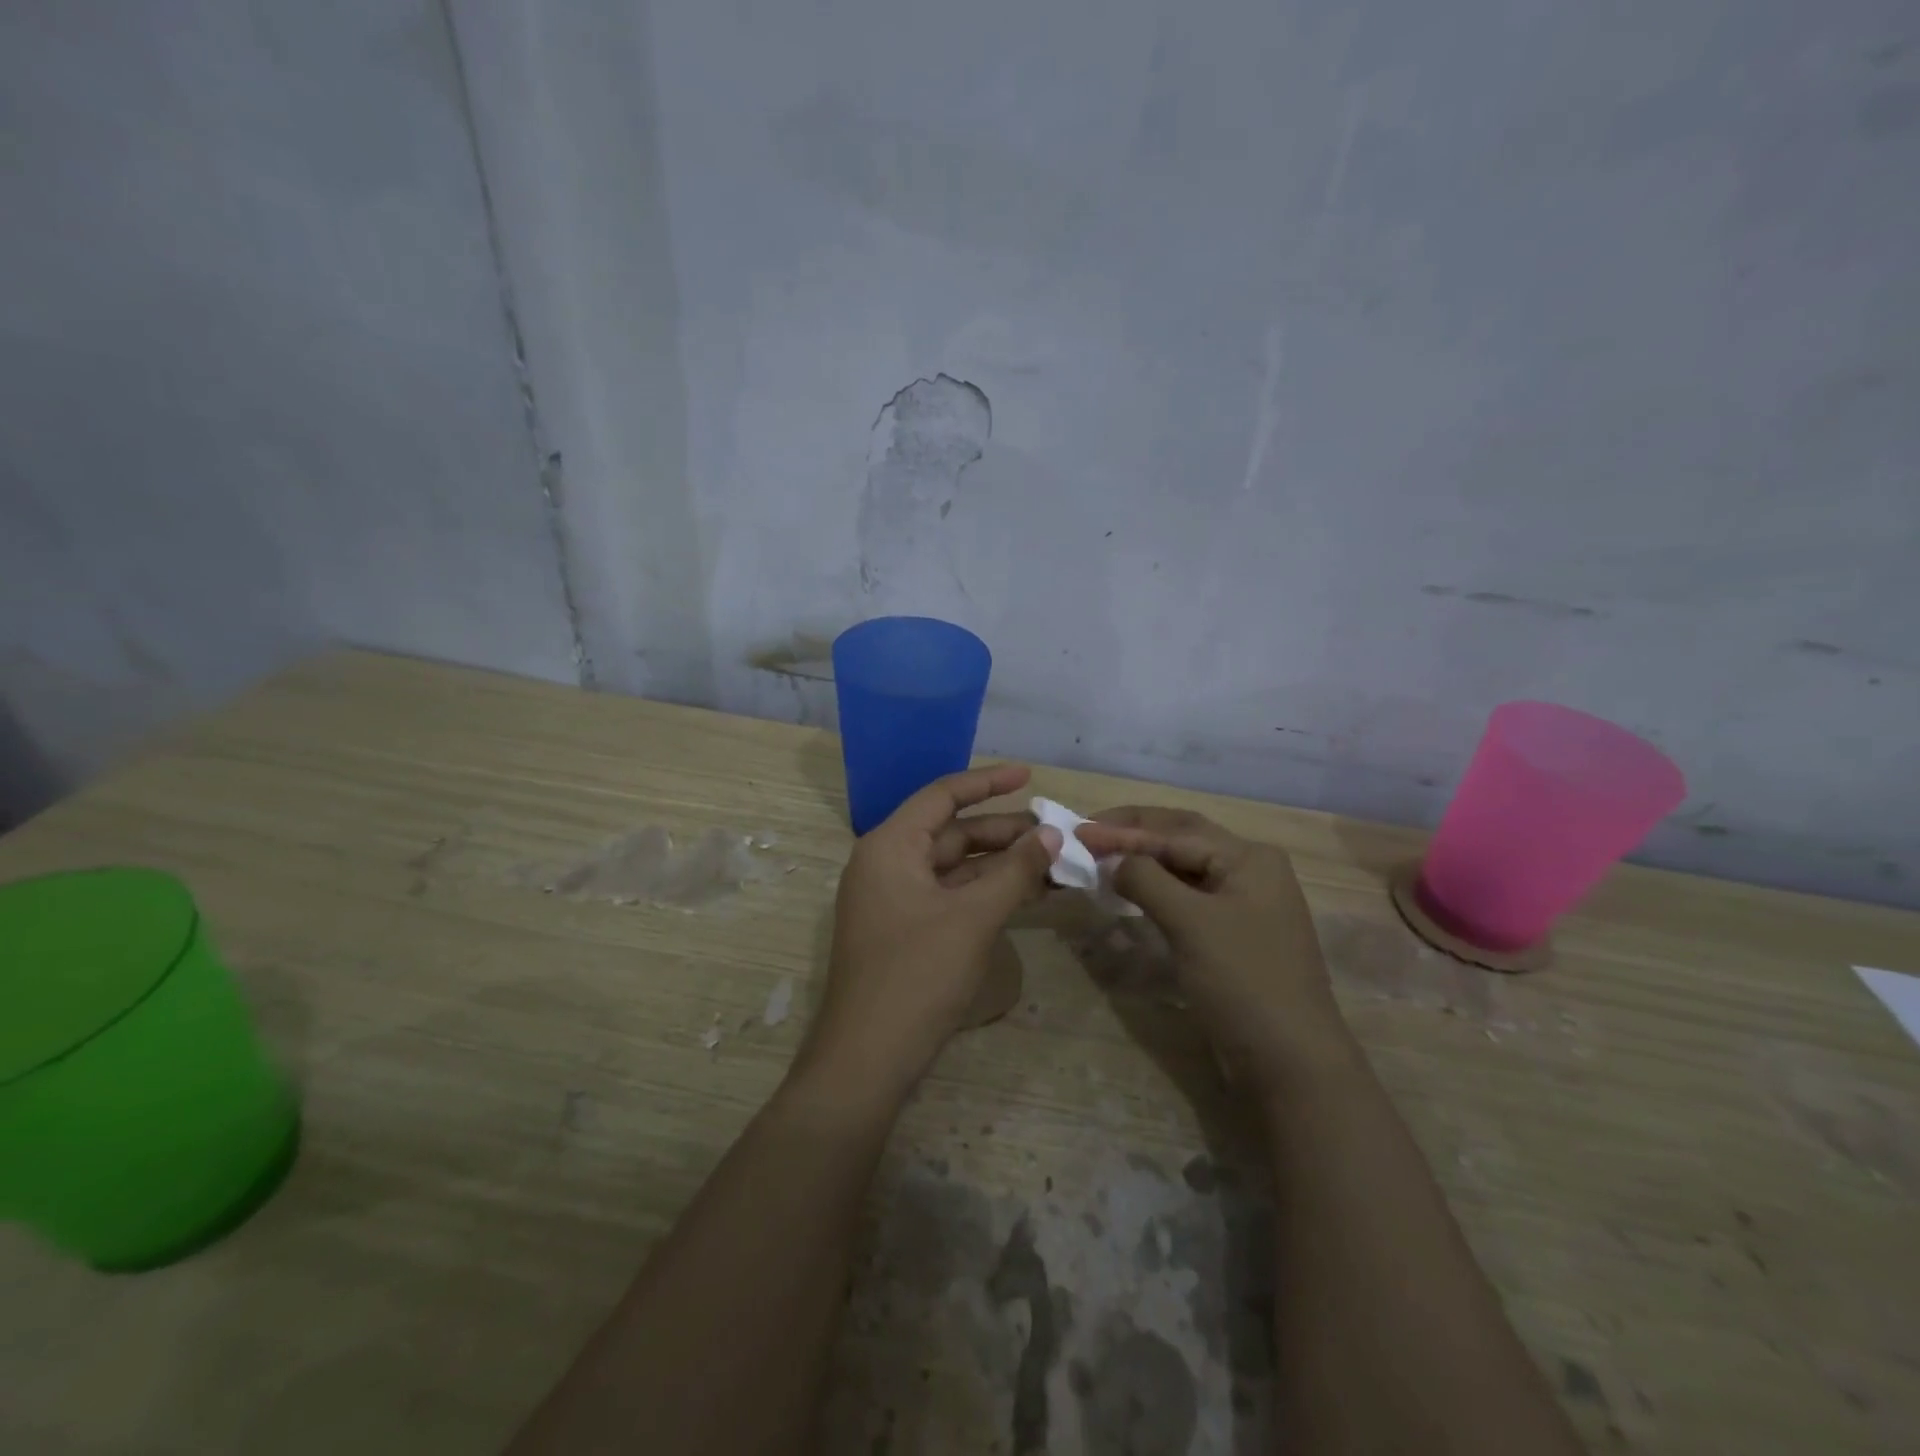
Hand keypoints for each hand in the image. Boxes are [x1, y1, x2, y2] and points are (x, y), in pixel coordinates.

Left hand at [796, 765, 1060, 1105]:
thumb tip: (1051, 834)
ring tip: (1051, 863)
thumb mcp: (972, 918)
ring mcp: (894, 899)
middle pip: (951, 832)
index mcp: (890, 846)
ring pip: (954, 867)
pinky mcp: (904, 930)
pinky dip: (985, 892)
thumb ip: (1014, 871)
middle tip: (1055, 834)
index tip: (1029, 775)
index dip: (987, 782)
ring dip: (999, 864)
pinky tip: (1025, 894)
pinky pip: (949, 896)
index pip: (942, 796)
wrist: (867, 1059)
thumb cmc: (916, 975)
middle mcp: (887, 863)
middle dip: (1003, 831)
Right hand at [1076, 808, 1348, 1091]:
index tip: (1078, 831)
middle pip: (1182, 839)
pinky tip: (1131, 892)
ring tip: (1102, 859)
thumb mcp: (1190, 922)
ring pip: (1184, 869)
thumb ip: (1146, 879)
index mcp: (1249, 857)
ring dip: (1144, 862)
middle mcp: (1251, 870)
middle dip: (1134, 834)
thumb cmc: (1242, 981)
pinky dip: (1157, 890)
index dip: (1124, 829)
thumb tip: (1112, 860)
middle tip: (1088, 835)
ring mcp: (1245, 903)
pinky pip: (1189, 898)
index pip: (1176, 831)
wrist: (1290, 1061)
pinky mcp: (1234, 934)